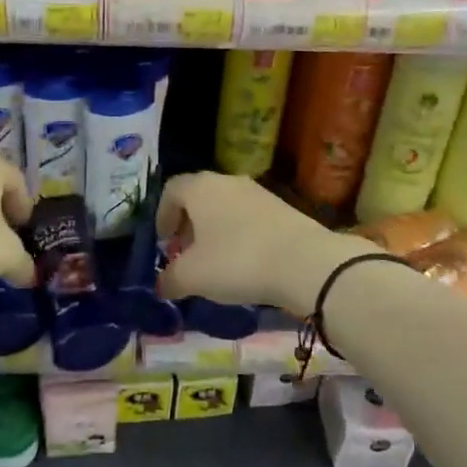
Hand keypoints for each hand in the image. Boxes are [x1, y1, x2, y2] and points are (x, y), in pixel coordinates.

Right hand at [156, 172, 375, 315]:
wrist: (305, 262)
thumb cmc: (237, 261)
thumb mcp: (193, 277)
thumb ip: (170, 280)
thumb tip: (161, 285)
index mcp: (200, 188)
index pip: (170, 191)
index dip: (162, 216)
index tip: (163, 243)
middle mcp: (227, 181)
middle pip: (198, 198)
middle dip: (187, 226)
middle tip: (185, 256)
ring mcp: (258, 193)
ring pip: (224, 208)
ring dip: (214, 232)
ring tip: (214, 264)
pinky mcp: (281, 208)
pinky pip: (248, 218)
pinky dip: (238, 236)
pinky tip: (243, 264)